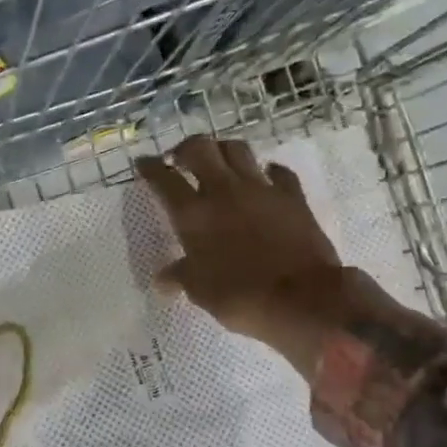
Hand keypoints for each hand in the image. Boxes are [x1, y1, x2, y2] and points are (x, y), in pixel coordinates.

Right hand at [135, 136, 386, 375]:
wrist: (302, 299)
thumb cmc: (240, 297)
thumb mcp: (200, 291)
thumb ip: (180, 277)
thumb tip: (161, 281)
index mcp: (193, 214)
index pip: (164, 179)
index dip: (150, 167)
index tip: (144, 162)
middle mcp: (223, 191)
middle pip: (200, 147)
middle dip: (186, 148)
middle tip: (181, 159)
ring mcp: (260, 189)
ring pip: (237, 149)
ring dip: (223, 150)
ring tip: (219, 163)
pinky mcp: (292, 196)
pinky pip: (279, 172)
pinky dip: (268, 171)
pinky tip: (265, 178)